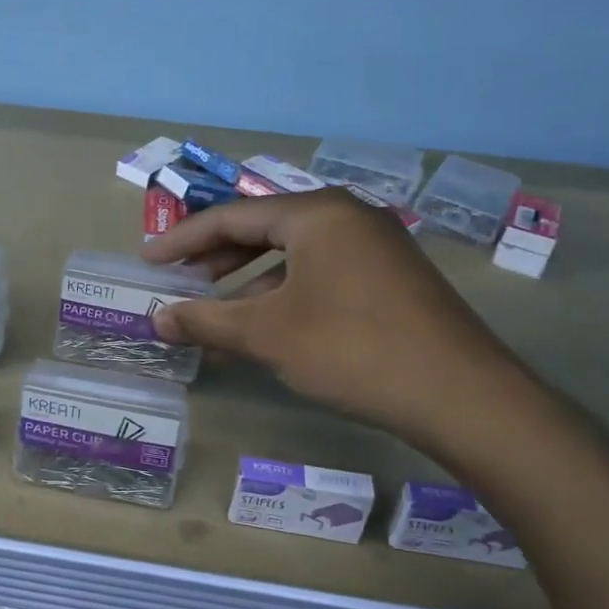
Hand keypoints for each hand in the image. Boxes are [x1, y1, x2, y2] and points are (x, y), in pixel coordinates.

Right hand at [144, 189, 530, 451]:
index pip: (232, 216)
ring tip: (216, 308)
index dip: (184, 239)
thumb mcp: (267, 334)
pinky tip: (268, 326)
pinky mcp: (392, 279)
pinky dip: (286, 294)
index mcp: (316, 213)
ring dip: (249, 280)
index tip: (149, 260)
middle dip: (216, 257)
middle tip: (178, 280)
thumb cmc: (350, 349)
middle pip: (264, 229)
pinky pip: (322, 274)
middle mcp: (348, 217)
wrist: (460, 395)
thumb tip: (156, 319)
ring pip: (295, 255)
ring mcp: (376, 247)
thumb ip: (206, 320)